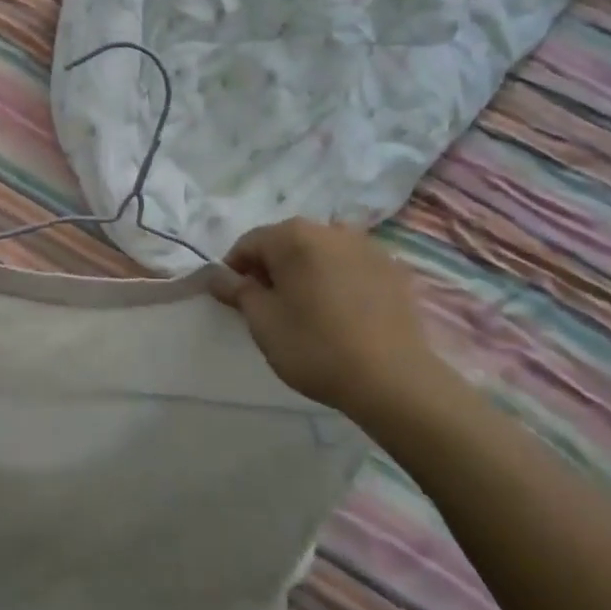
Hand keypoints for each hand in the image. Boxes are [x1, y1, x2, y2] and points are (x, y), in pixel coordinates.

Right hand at [209, 218, 454, 419]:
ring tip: (307, 309)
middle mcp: (330, 229)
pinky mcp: (393, 269)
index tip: (235, 300)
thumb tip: (217, 274)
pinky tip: (341, 312)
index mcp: (293, 236)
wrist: (393, 380)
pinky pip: (352, 266)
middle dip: (272, 268)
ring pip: (321, 253)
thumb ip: (237, 290)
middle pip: (286, 242)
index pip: (249, 243)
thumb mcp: (263, 322)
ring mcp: (367, 246)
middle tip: (269, 307)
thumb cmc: (315, 346)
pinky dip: (338, 280)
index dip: (235, 269)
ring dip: (307, 272)